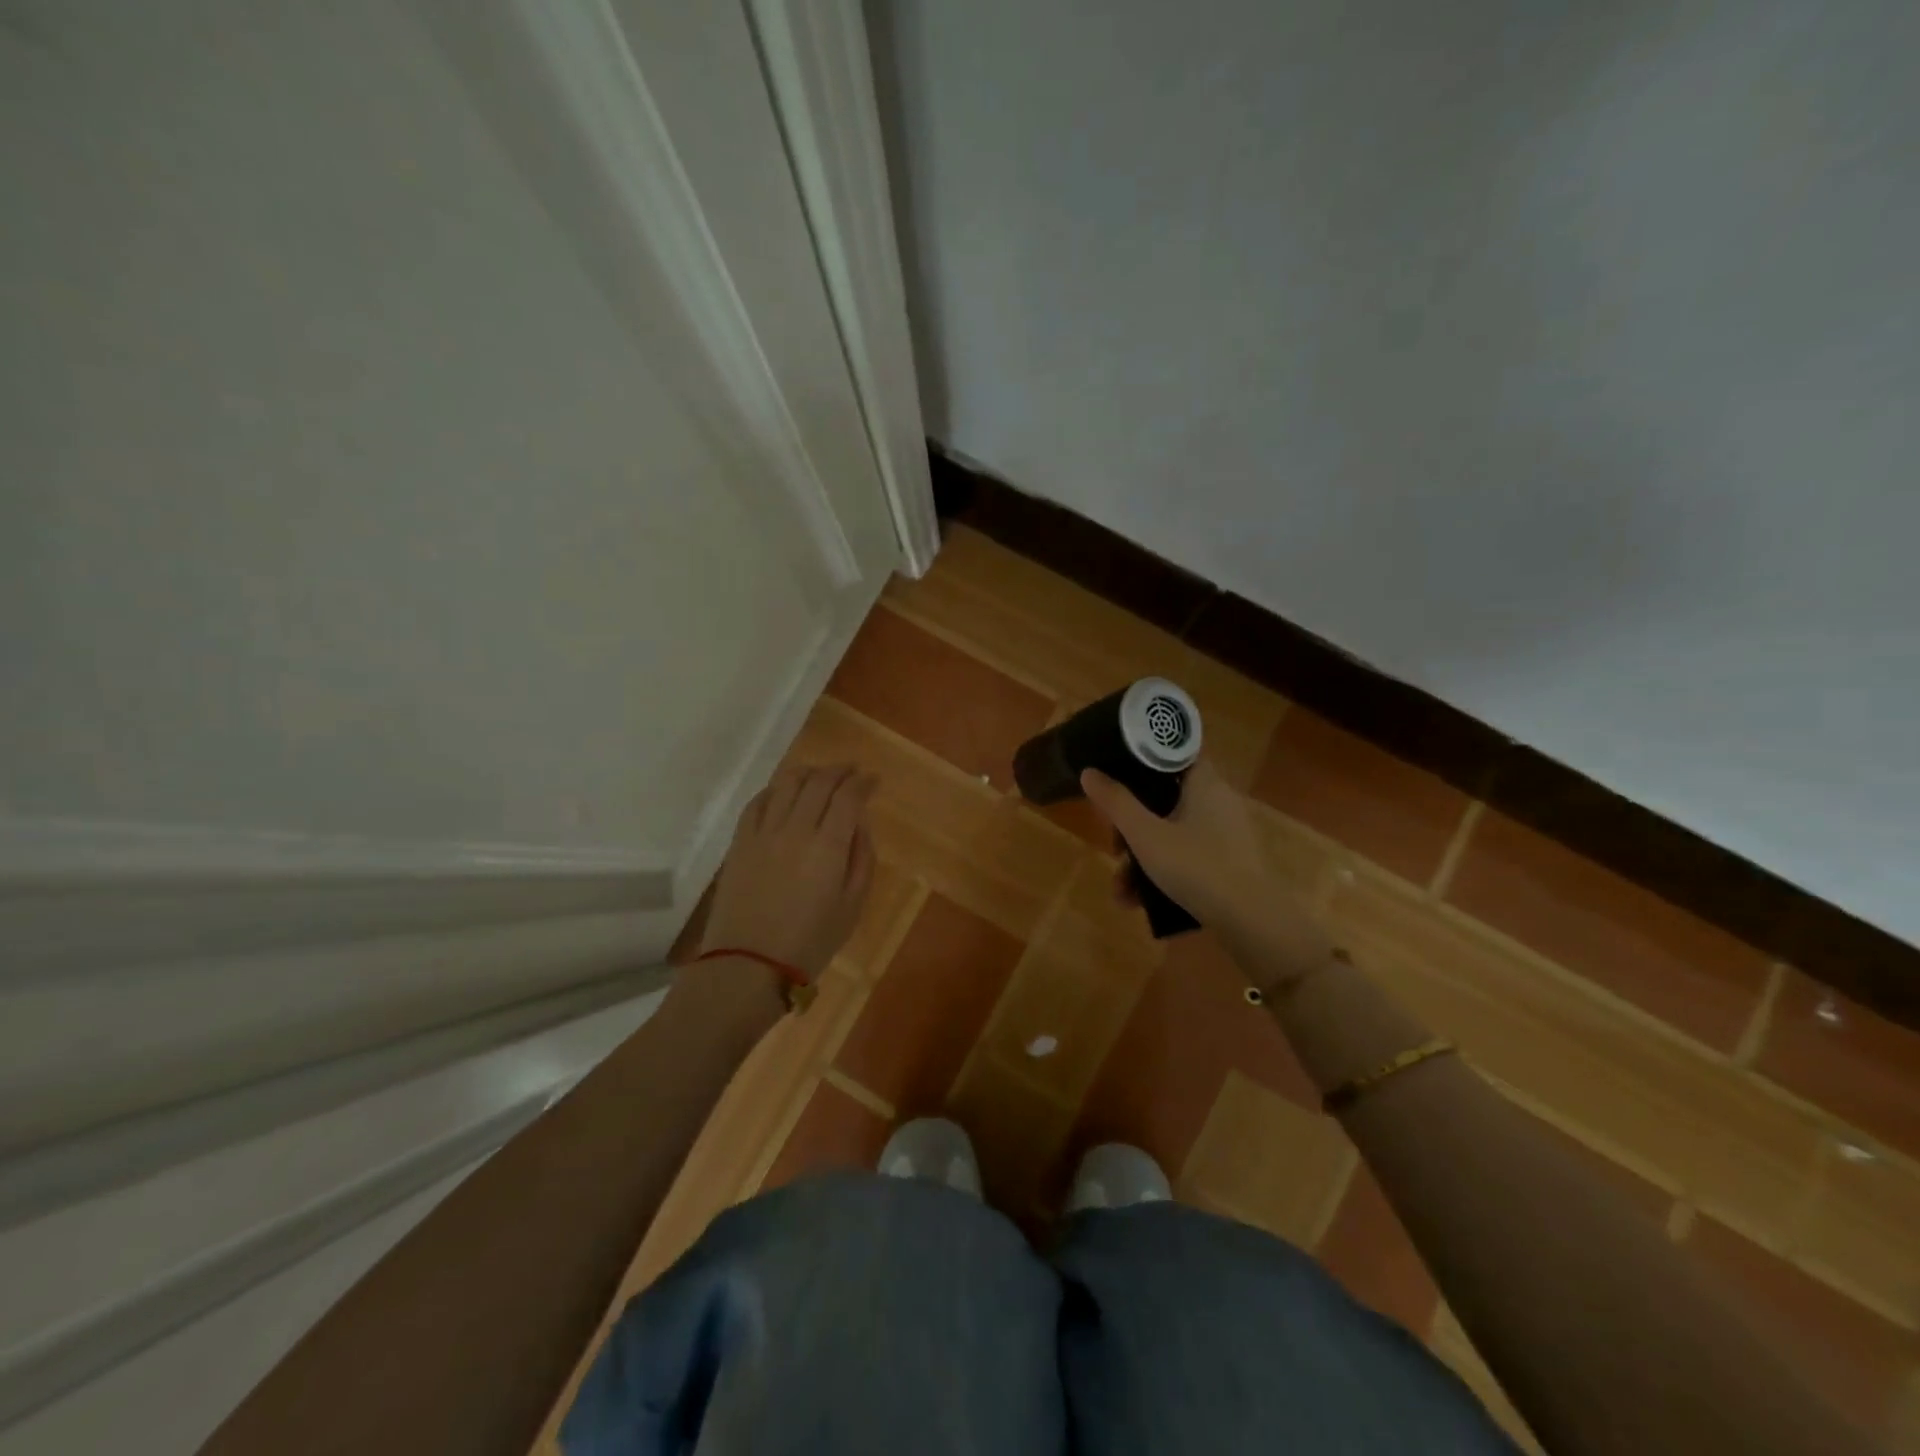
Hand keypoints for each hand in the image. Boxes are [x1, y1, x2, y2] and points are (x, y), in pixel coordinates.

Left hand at [697, 764, 876, 980]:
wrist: (748, 965)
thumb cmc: (810, 942)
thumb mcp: (852, 906)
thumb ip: (861, 859)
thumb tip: (860, 824)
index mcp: (828, 846)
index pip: (848, 796)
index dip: (863, 782)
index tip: (873, 780)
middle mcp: (796, 828)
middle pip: (819, 782)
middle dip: (840, 771)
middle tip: (851, 772)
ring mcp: (763, 832)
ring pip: (787, 783)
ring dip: (808, 772)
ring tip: (820, 776)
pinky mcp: (739, 842)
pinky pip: (757, 801)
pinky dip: (775, 789)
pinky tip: (783, 793)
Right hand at [1080, 758, 1272, 932]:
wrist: (1251, 921)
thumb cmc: (1196, 866)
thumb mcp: (1145, 835)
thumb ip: (1115, 802)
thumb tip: (1089, 771)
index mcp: (1204, 783)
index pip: (1175, 752)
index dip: (1144, 758)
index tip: (1117, 774)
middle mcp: (1218, 801)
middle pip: (1165, 799)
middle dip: (1132, 826)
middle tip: (1114, 847)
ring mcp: (1226, 834)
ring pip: (1172, 833)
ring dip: (1141, 858)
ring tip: (1121, 890)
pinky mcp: (1228, 862)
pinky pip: (1187, 856)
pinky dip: (1163, 872)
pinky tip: (1139, 902)